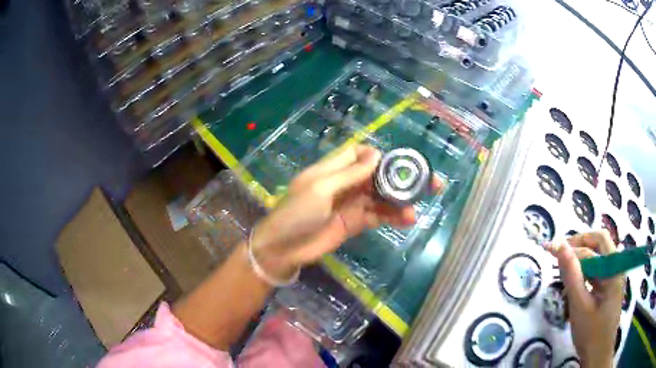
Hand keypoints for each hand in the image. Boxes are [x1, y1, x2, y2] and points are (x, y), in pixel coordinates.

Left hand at [251, 145, 444, 278]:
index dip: (379, 155)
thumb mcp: (320, 189)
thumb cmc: (296, 213)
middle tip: (428, 181)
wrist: (284, 249)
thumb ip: (349, 173)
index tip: (399, 161)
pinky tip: (407, 219)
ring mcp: (352, 204)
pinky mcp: (356, 223)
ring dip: (400, 201)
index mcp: (333, 168)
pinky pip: (378, 216)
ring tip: (416, 208)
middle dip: (401, 177)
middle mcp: (346, 183)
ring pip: (382, 196)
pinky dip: (393, 217)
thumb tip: (378, 154)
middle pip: (378, 175)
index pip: (359, 153)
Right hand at [547, 230, 622, 367]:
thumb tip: (559, 246)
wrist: (598, 356)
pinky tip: (574, 286)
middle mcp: (616, 266)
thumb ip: (572, 275)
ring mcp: (614, 277)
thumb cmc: (591, 333)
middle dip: (579, 244)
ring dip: (581, 260)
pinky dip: (585, 273)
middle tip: (559, 252)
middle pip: (599, 243)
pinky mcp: (609, 287)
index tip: (549, 249)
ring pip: (598, 256)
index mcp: (613, 268)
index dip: (570, 247)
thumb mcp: (579, 306)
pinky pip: (597, 271)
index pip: (591, 249)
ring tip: (564, 270)